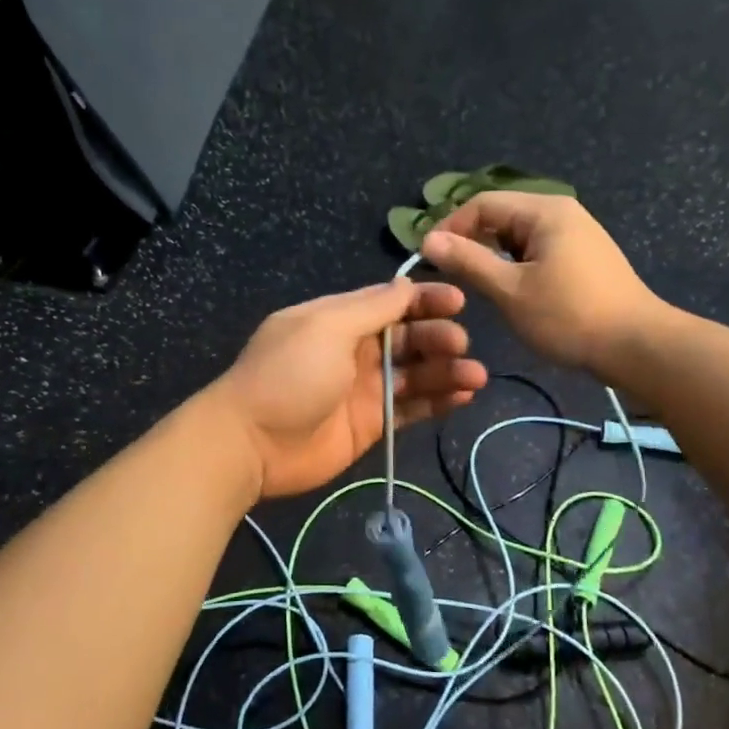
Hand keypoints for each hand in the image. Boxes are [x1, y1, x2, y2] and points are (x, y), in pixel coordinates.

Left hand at [210, 280, 487, 498]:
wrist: (253, 444)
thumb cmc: (288, 375)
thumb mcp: (327, 328)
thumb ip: (371, 308)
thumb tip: (406, 284)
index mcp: (339, 319)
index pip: (390, 302)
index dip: (424, 299)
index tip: (457, 301)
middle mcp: (355, 350)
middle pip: (408, 336)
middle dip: (438, 336)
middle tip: (460, 344)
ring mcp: (364, 388)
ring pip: (415, 373)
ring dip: (446, 370)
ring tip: (475, 376)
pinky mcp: (372, 423)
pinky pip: (412, 407)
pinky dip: (438, 400)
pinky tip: (463, 395)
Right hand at [420, 192, 660, 372]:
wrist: (635, 345)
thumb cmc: (569, 316)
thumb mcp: (510, 290)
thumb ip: (468, 261)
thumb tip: (428, 239)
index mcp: (544, 211)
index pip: (482, 204)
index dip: (450, 227)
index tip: (427, 258)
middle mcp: (561, 212)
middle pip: (502, 216)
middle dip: (471, 241)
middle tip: (448, 275)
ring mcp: (577, 234)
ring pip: (519, 236)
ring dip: (493, 256)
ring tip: (475, 286)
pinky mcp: (584, 257)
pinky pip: (538, 250)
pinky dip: (516, 265)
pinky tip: (510, 290)